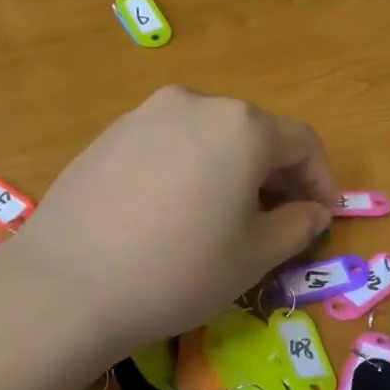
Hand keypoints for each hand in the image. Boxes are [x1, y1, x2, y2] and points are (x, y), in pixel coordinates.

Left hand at [2, 87, 336, 356]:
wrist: (65, 286)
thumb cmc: (179, 270)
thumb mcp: (254, 256)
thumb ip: (296, 226)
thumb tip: (313, 211)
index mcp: (242, 126)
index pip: (302, 143)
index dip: (322, 180)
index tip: (324, 217)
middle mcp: (196, 103)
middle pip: (255, 134)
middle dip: (277, 176)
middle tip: (279, 221)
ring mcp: (145, 115)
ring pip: (210, 137)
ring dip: (233, 171)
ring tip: (226, 217)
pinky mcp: (109, 136)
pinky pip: (169, 145)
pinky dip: (191, 170)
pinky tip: (175, 213)